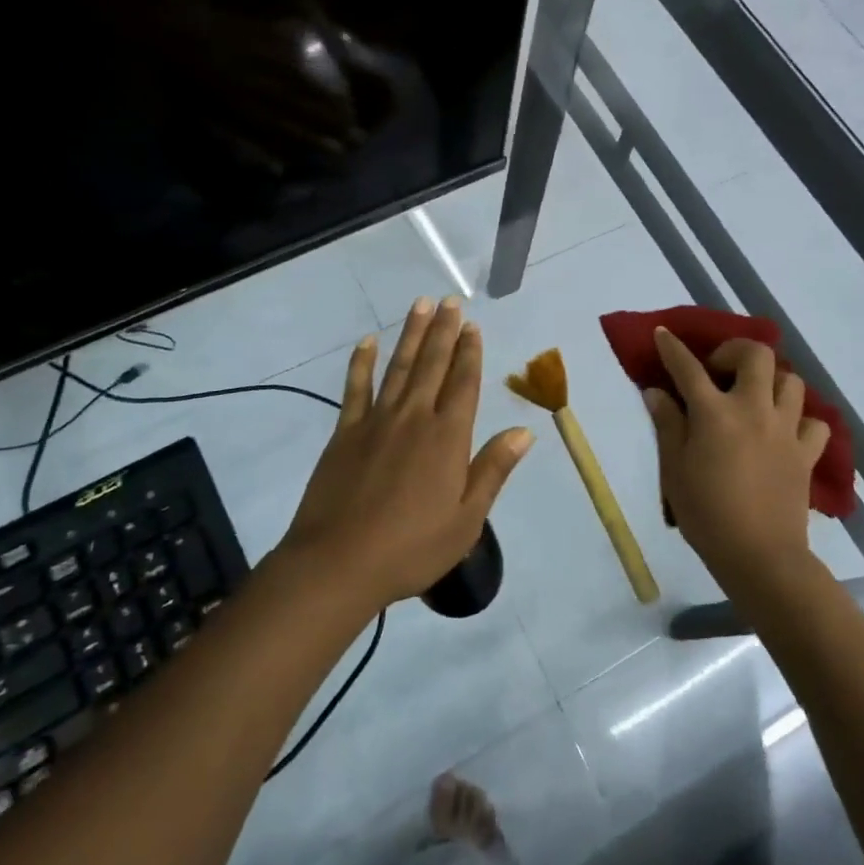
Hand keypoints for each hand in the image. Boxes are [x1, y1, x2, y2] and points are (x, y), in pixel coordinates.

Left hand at [279, 297, 533, 611]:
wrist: (339, 562)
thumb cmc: (412, 547)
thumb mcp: (467, 519)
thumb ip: (493, 470)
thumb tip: (524, 432)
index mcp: (447, 437)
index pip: (464, 383)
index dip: (470, 352)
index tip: (473, 325)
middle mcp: (415, 417)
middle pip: (433, 364)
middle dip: (444, 331)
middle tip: (450, 301)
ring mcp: (377, 420)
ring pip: (399, 366)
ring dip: (412, 335)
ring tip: (420, 306)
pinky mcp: (346, 432)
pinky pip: (355, 388)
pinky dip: (362, 362)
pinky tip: (367, 341)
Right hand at [645, 329, 830, 594]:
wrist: (760, 556)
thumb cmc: (706, 513)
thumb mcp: (674, 469)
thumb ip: (667, 424)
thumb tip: (656, 392)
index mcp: (714, 413)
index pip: (688, 367)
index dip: (672, 348)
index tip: (663, 334)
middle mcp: (753, 409)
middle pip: (756, 355)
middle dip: (735, 351)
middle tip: (719, 370)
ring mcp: (785, 430)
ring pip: (790, 381)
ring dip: (770, 381)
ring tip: (753, 397)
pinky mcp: (806, 453)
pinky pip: (813, 423)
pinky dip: (800, 419)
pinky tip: (783, 431)